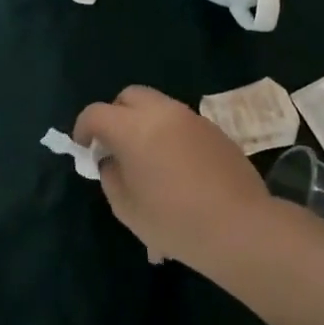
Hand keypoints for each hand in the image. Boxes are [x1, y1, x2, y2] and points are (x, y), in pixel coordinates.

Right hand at [74, 85, 273, 273]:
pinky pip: (181, 123)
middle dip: (116, 114)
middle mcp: (162, 113)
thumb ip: (111, 175)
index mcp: (133, 128)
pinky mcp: (215, 131)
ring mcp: (192, 119)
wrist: (240, 228)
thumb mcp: (126, 206)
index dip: (83, 128)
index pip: (96, 113)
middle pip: (129, 96)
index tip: (85, 148)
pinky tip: (176, 167)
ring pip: (158, 107)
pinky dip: (169, 134)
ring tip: (147, 157)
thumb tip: (112, 160)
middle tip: (115, 145)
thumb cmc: (174, 220)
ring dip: (144, 123)